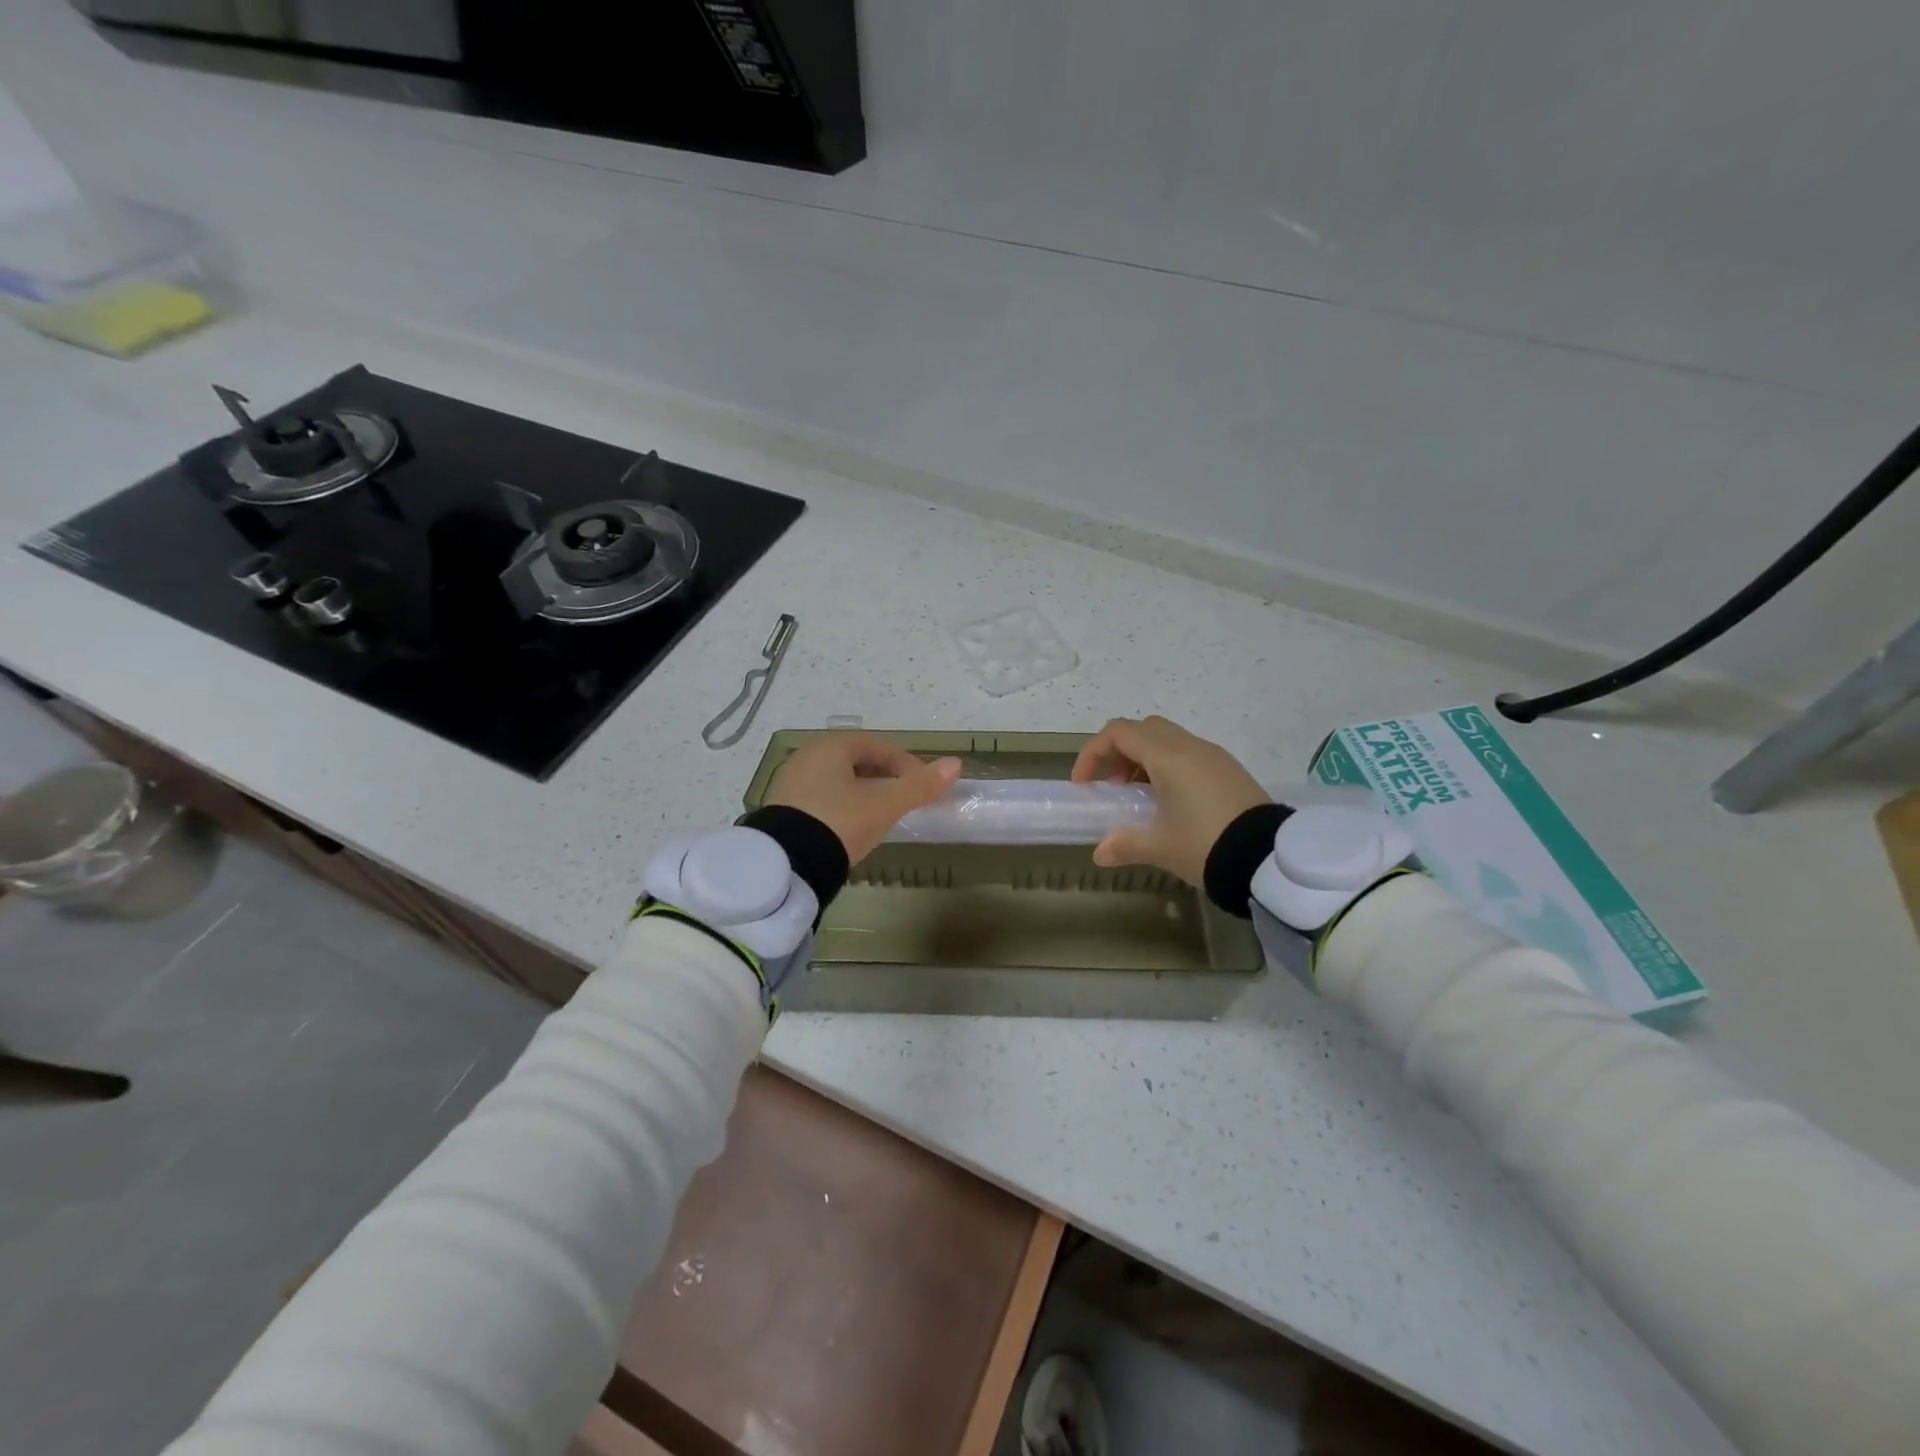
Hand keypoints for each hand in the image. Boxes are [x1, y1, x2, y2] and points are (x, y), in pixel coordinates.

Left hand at [767, 733, 962, 862]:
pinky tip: (851, 827)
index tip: (922, 785)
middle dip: (884, 776)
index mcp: (831, 747)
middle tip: (904, 799)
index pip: (877, 745)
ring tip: (881, 815)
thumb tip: (955, 765)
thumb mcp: (884, 806)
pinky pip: (822, 798)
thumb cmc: (839, 823)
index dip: (905, 763)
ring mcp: (792, 783)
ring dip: (863, 792)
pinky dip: (843, 806)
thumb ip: (919, 786)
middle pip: (856, 760)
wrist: (786, 864)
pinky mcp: (783, 809)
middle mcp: (807, 757)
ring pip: (838, 780)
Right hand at [1070, 716, 1269, 883]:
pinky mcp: (1229, 770)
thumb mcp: (1159, 847)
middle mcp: (1190, 746)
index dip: (1093, 753)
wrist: (1270, 859)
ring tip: (1139, 798)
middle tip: (1112, 785)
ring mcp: (1213, 756)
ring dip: (1144, 760)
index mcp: (1167, 756)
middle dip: (1119, 752)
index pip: (1119, 733)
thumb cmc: (1205, 844)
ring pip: (1168, 740)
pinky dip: (1168, 767)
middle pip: (1144, 729)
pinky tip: (1170, 803)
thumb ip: (1124, 844)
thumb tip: (1100, 853)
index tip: (1085, 784)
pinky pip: (1189, 755)